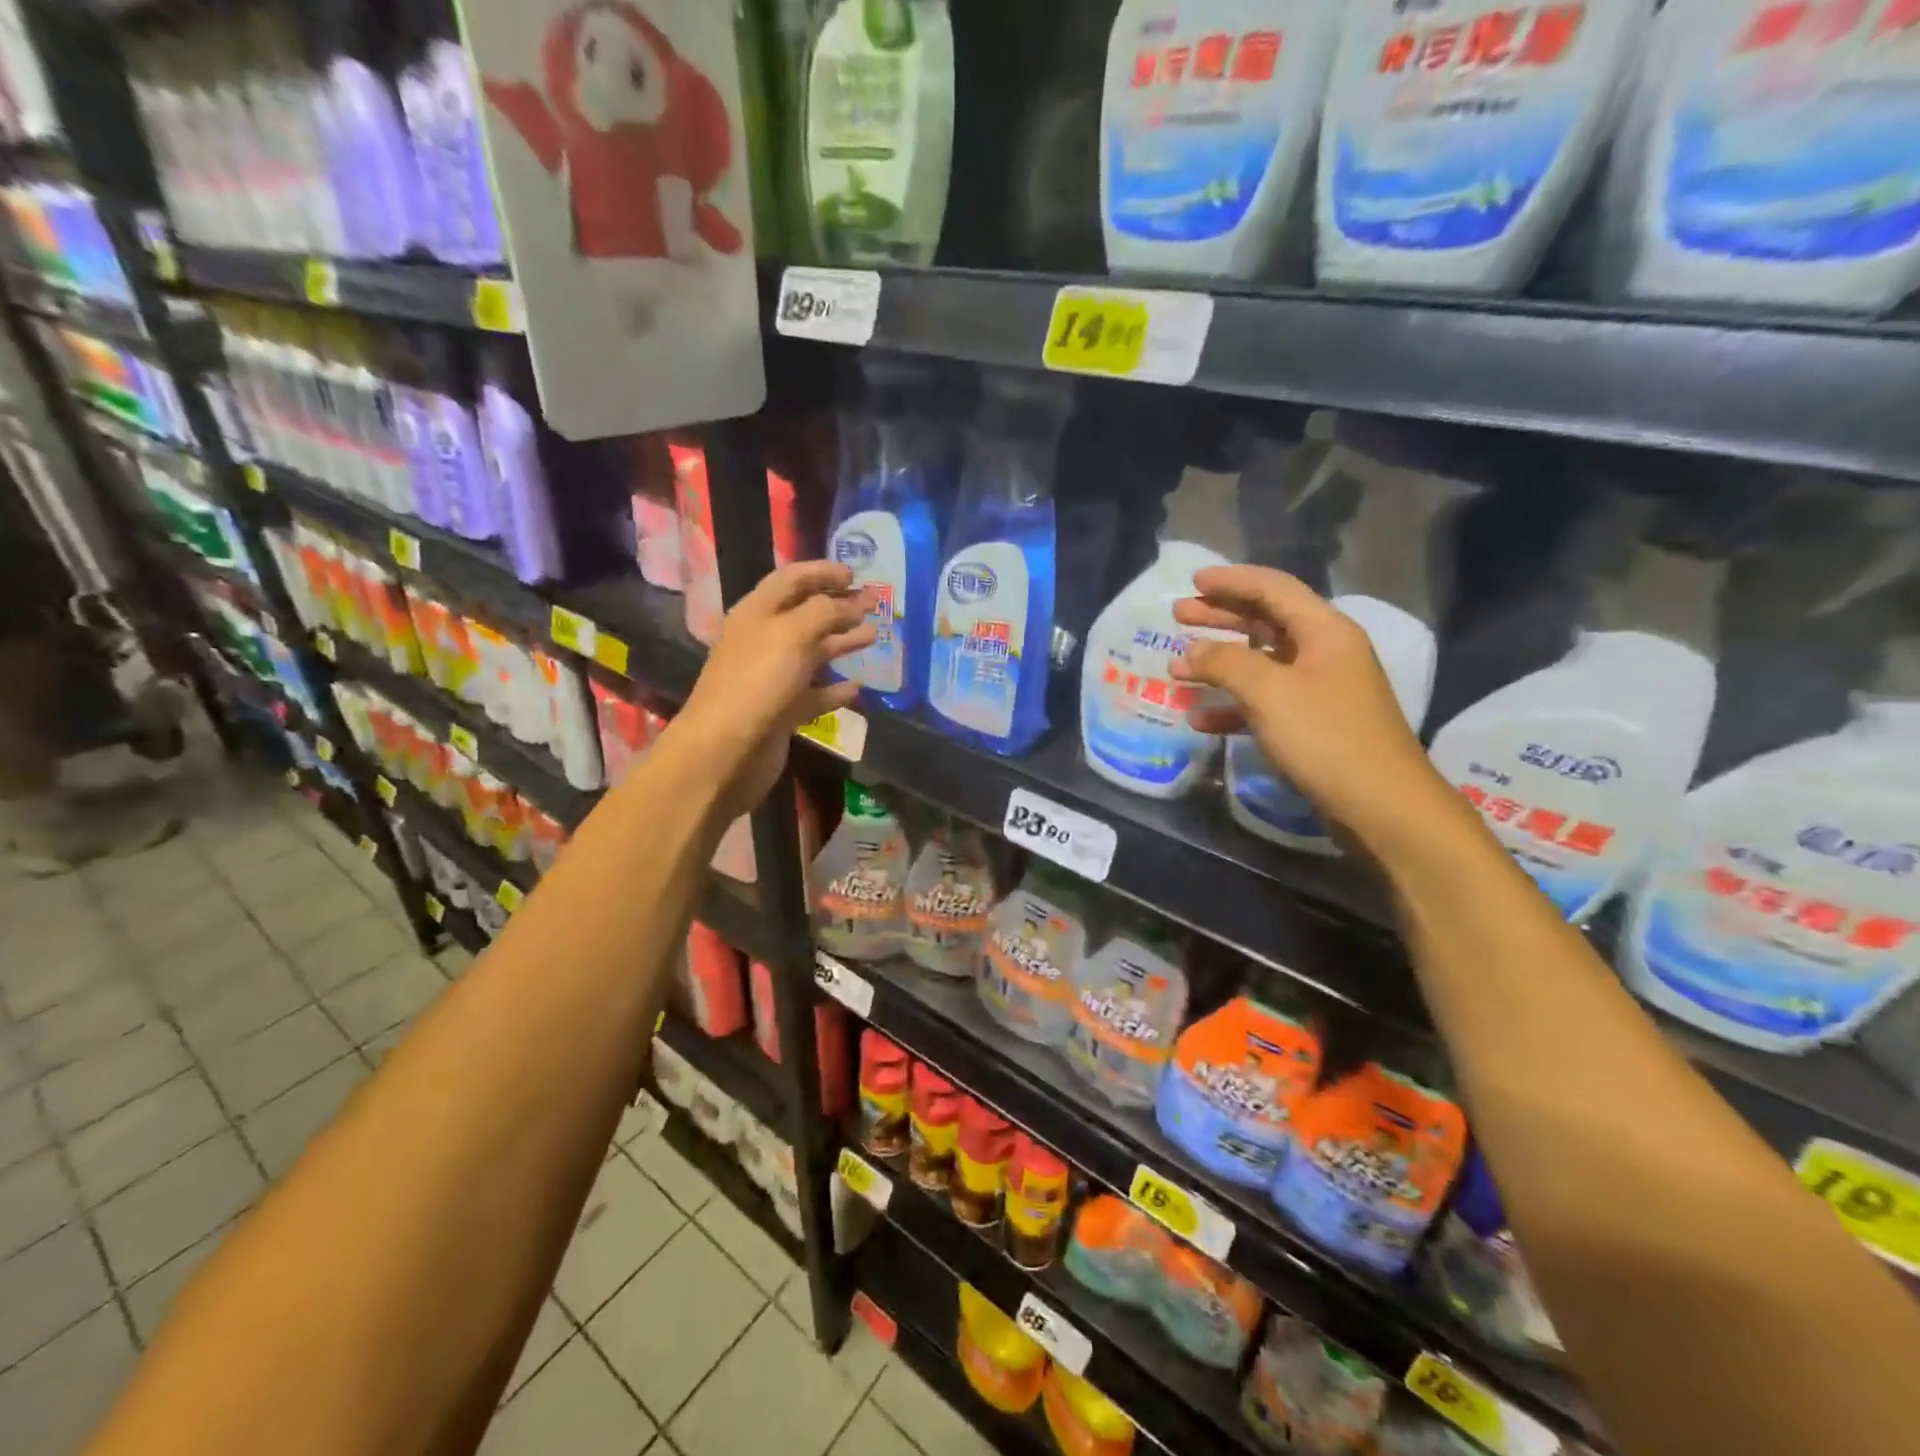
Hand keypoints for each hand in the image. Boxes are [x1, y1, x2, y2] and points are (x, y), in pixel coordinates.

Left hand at [672, 561, 876, 819]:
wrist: (726, 750)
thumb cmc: (758, 681)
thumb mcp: (793, 634)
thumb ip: (825, 612)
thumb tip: (850, 605)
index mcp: (757, 613)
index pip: (791, 580)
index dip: (822, 572)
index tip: (856, 574)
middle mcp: (763, 640)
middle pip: (805, 615)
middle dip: (839, 607)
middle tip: (875, 604)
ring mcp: (772, 678)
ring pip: (812, 653)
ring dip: (842, 642)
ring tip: (874, 636)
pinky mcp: (782, 711)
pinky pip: (813, 693)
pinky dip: (835, 688)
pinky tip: (857, 686)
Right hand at [1170, 566, 1453, 852]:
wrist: (1381, 806)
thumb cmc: (1326, 737)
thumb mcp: (1270, 692)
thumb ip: (1226, 663)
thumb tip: (1190, 651)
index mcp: (1325, 631)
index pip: (1273, 589)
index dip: (1231, 581)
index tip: (1192, 580)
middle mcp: (1325, 653)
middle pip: (1266, 621)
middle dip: (1221, 617)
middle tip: (1179, 615)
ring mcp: (1320, 690)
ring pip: (1261, 663)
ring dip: (1219, 663)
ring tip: (1179, 666)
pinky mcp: (1312, 725)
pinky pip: (1265, 703)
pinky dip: (1232, 706)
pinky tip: (1201, 719)